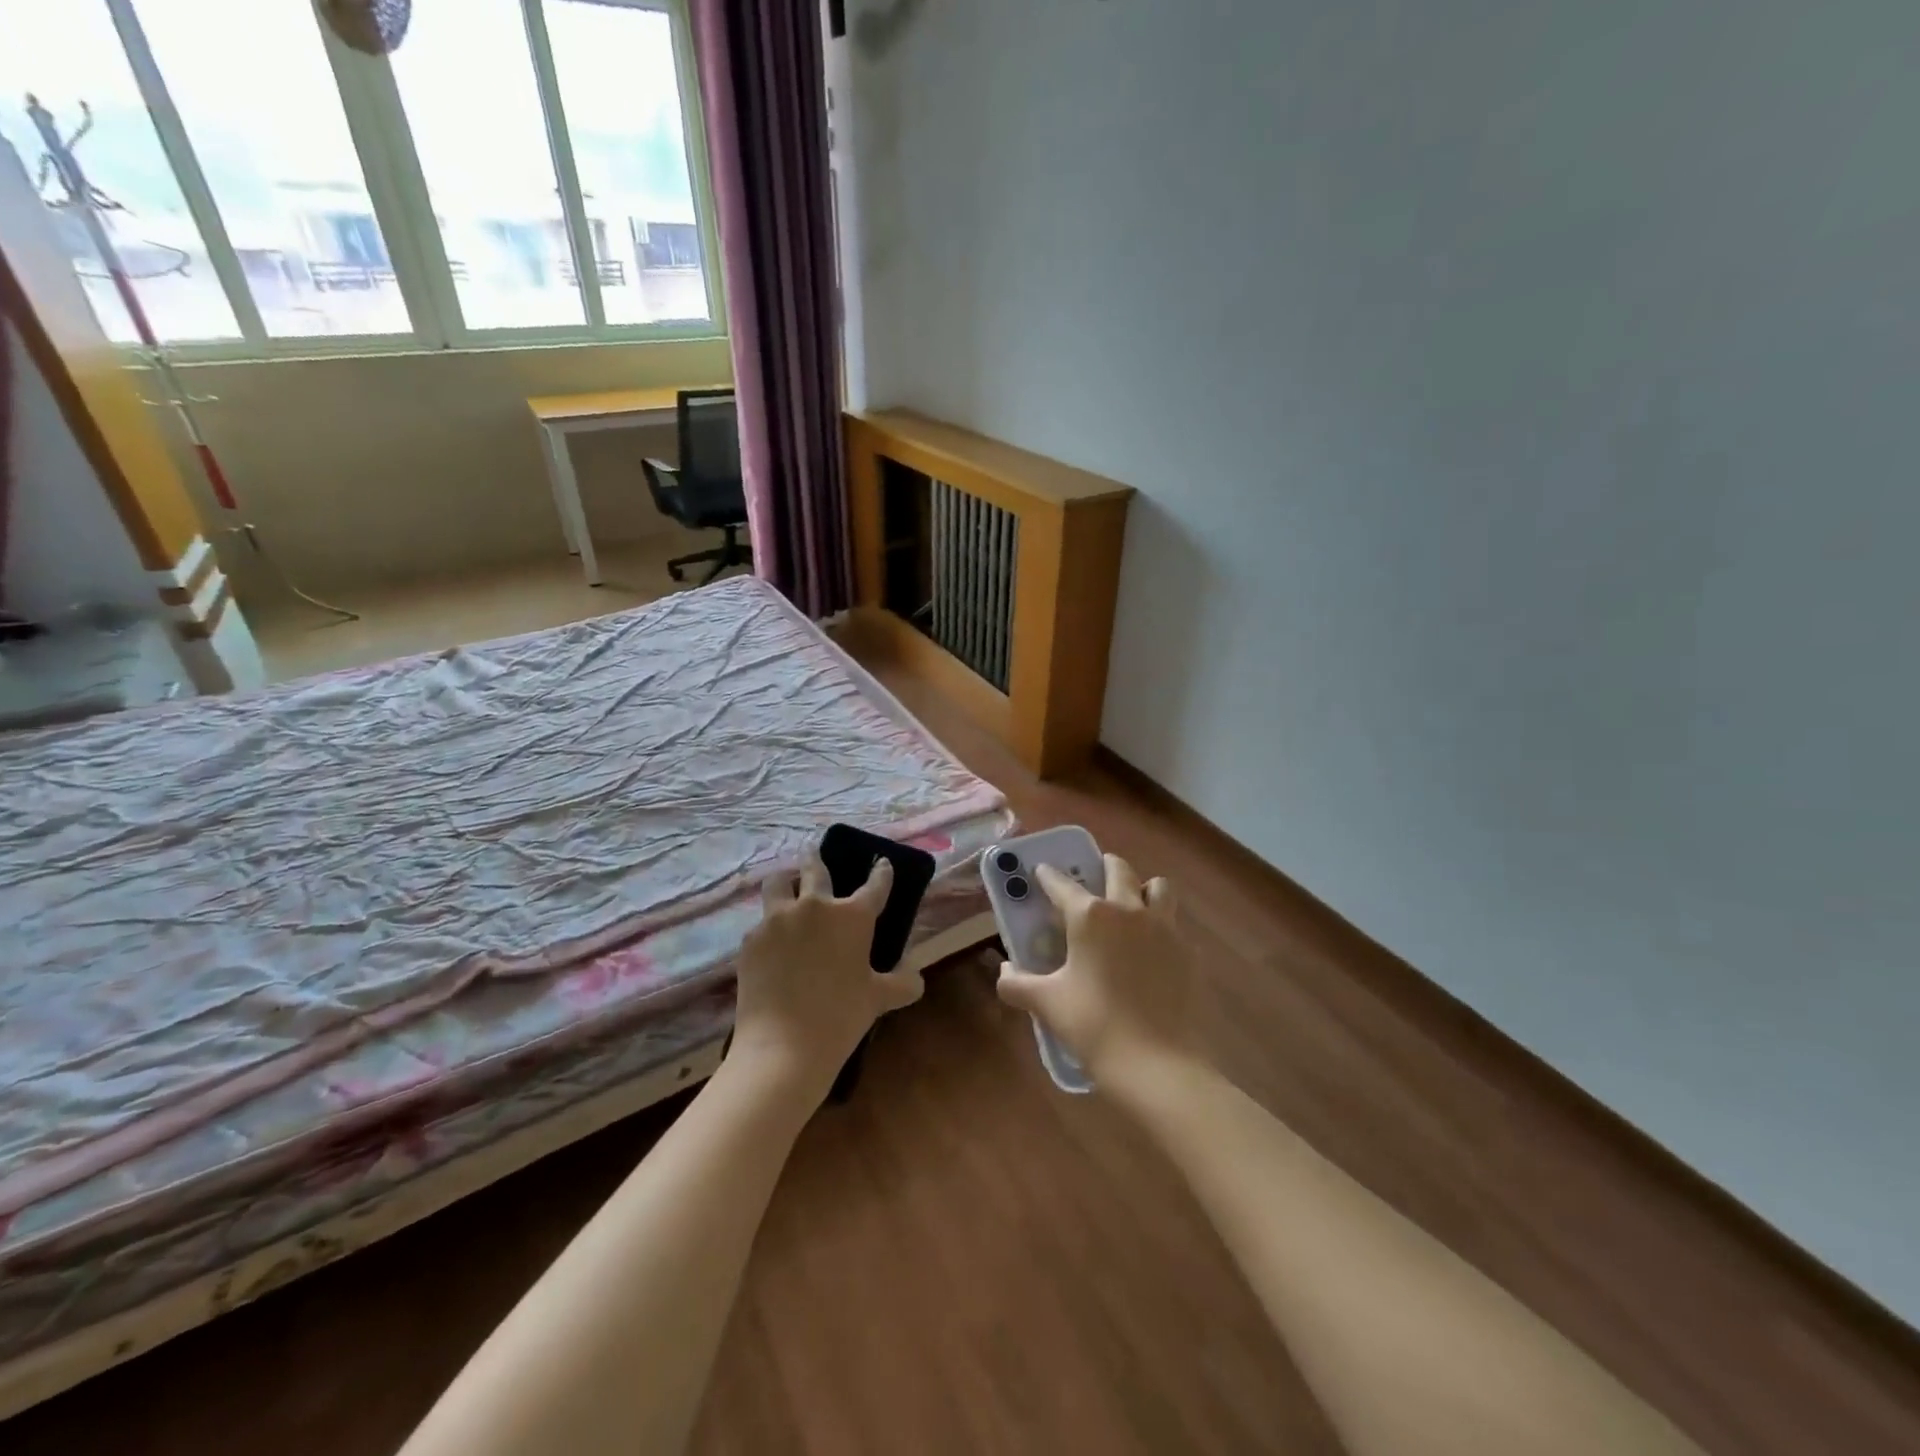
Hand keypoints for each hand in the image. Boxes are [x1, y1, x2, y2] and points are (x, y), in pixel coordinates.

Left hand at [730, 853, 923, 1105]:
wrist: (783, 1047)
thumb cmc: (841, 1017)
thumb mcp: (879, 999)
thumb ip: (902, 983)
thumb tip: (915, 978)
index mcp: (852, 916)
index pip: (875, 884)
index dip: (881, 872)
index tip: (881, 864)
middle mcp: (814, 906)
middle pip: (815, 868)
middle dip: (817, 859)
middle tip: (815, 856)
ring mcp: (777, 920)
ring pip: (777, 883)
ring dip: (785, 882)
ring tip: (786, 889)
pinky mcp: (750, 940)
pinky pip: (761, 923)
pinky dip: (769, 927)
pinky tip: (773, 945)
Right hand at [995, 854, 1200, 1094]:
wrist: (1160, 1067)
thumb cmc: (1095, 1027)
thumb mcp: (1047, 1004)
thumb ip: (1017, 983)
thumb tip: (1005, 971)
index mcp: (1091, 916)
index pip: (1062, 884)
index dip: (1048, 876)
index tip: (1041, 872)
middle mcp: (1129, 910)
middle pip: (1118, 869)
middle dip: (1102, 867)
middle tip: (1092, 880)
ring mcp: (1166, 929)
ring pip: (1158, 888)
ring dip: (1143, 889)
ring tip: (1131, 908)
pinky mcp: (1190, 953)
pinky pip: (1175, 926)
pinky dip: (1162, 929)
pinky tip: (1152, 955)